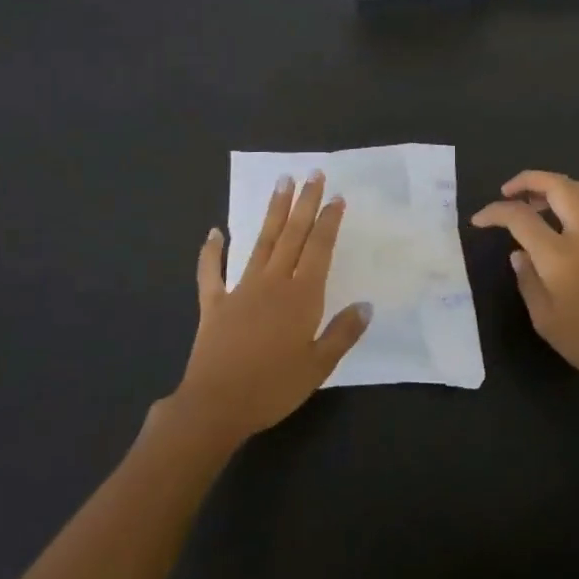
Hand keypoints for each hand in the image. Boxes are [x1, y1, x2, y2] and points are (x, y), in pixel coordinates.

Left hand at [169, 172, 371, 447]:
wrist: (216, 406)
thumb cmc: (273, 388)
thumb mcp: (318, 366)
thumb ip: (343, 333)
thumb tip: (366, 305)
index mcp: (301, 296)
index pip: (319, 248)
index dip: (328, 221)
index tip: (336, 197)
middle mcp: (273, 283)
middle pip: (292, 235)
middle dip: (304, 203)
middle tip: (312, 173)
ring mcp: (241, 289)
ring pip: (261, 242)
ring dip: (273, 212)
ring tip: (282, 183)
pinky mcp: (214, 303)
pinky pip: (211, 272)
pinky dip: (212, 251)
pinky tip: (215, 231)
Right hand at [472, 170, 578, 399]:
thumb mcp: (546, 320)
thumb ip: (527, 280)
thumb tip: (518, 254)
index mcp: (559, 254)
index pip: (519, 216)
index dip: (495, 212)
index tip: (479, 220)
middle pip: (555, 184)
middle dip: (527, 180)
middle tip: (508, 192)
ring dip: (555, 186)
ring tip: (538, 202)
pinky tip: (573, 221)